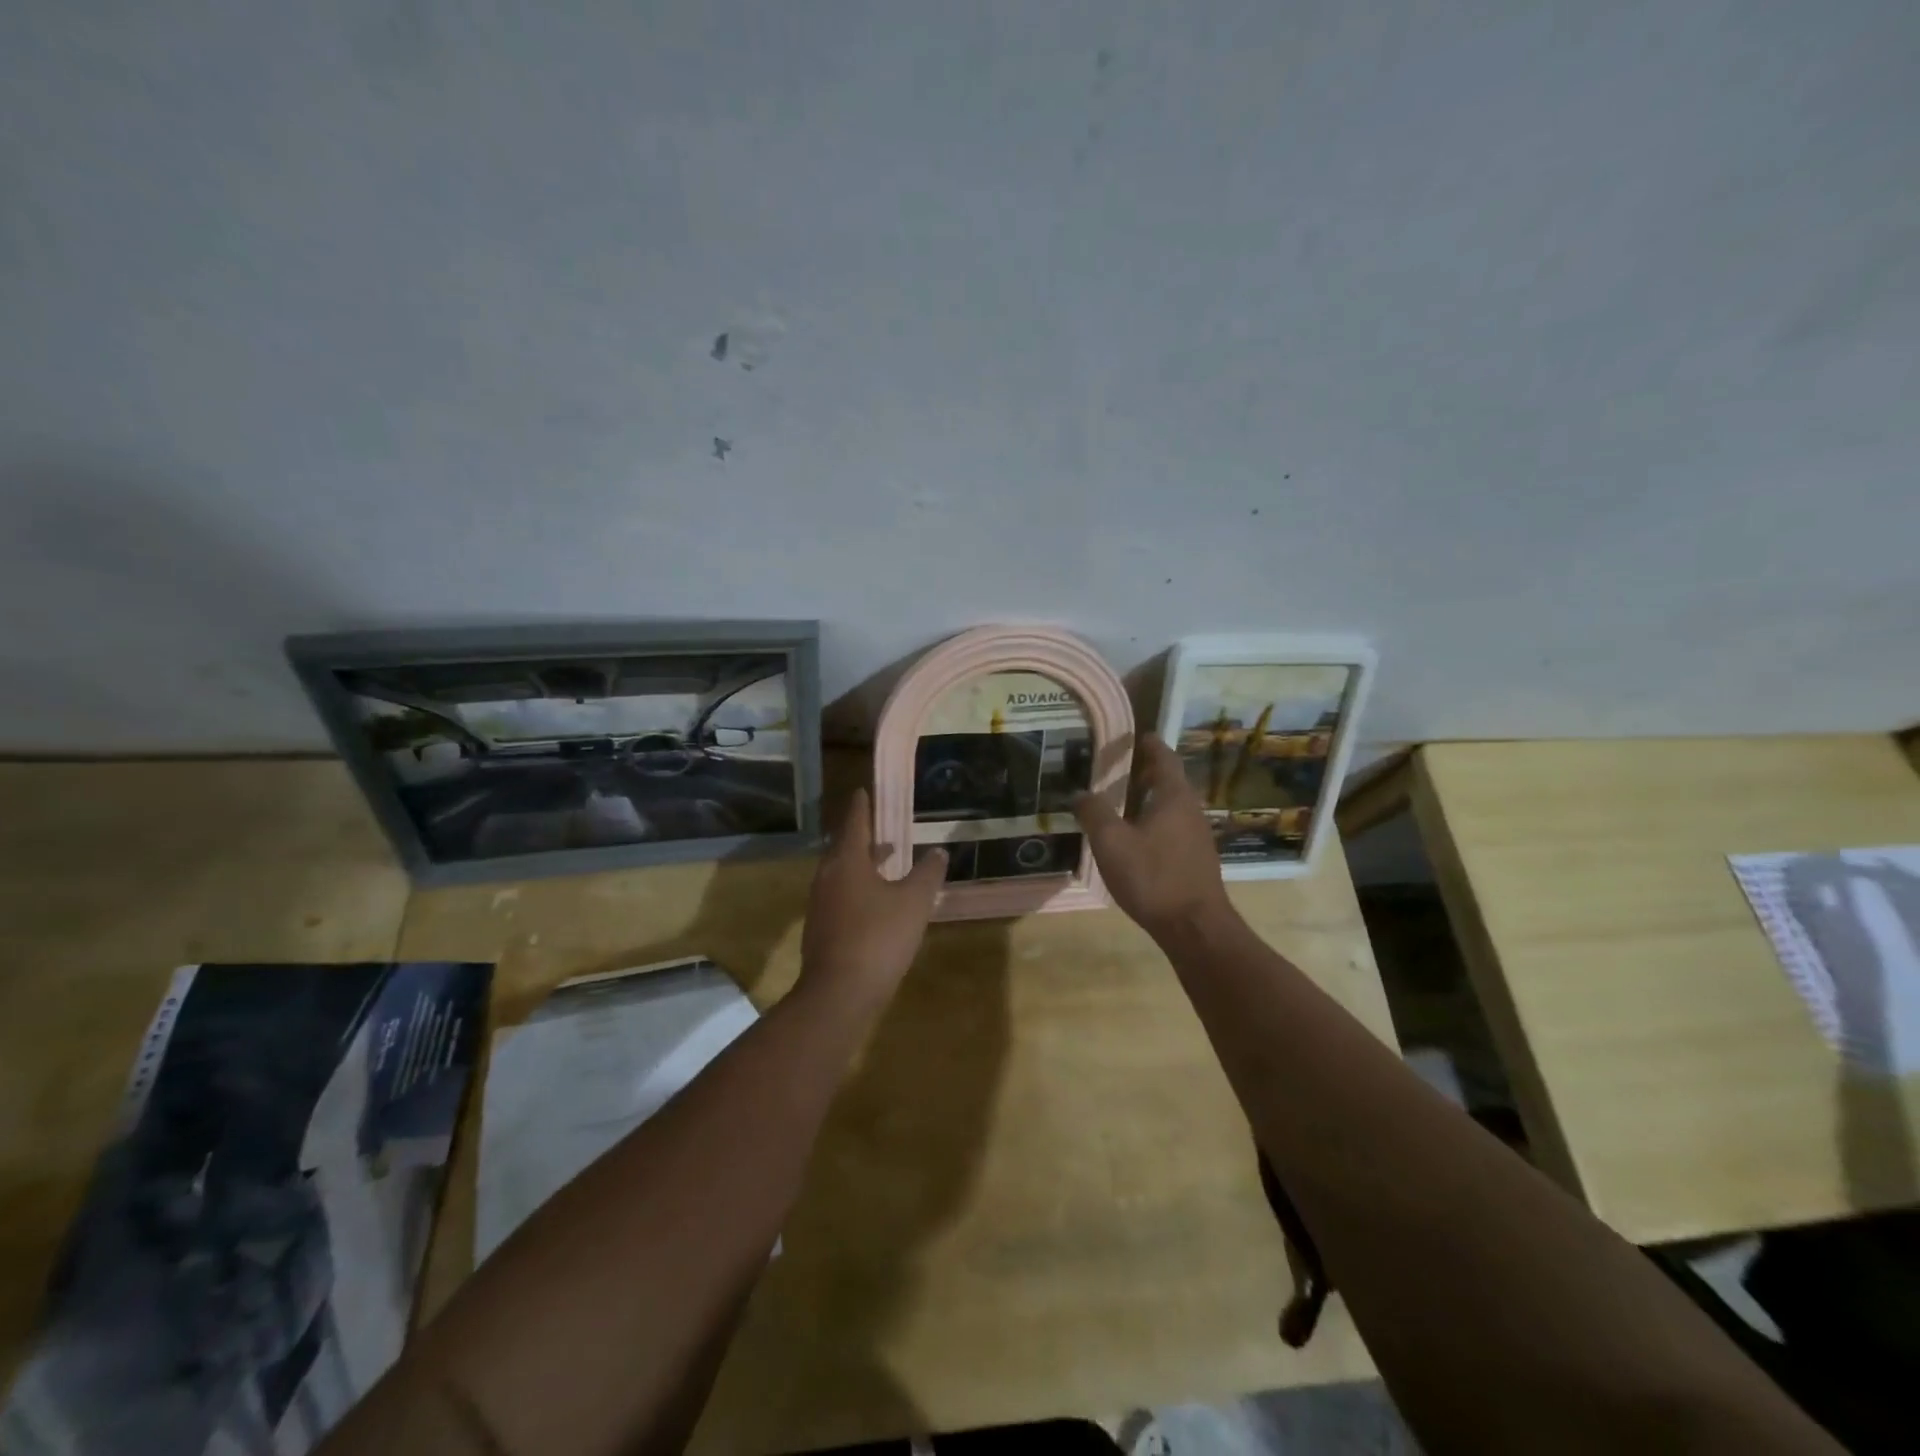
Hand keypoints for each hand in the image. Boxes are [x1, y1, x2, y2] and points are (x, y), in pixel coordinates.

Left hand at [800, 787, 946, 1012]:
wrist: (839, 993)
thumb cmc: (878, 937)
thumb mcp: (913, 902)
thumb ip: (927, 874)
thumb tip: (939, 852)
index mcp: (847, 861)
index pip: (854, 821)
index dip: (862, 805)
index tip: (864, 790)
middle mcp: (828, 875)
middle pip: (844, 846)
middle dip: (863, 834)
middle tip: (883, 824)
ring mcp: (820, 903)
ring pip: (842, 871)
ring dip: (863, 861)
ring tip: (887, 859)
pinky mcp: (821, 927)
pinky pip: (841, 893)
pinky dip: (858, 885)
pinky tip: (877, 900)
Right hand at [1074, 734, 1235, 942]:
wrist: (1194, 927)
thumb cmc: (1153, 876)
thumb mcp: (1111, 842)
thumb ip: (1093, 813)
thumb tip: (1079, 793)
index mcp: (1173, 796)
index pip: (1164, 757)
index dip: (1150, 744)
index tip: (1136, 735)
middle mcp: (1190, 810)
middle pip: (1169, 781)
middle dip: (1146, 771)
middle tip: (1119, 767)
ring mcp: (1197, 836)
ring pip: (1171, 806)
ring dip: (1150, 798)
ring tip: (1122, 801)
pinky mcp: (1196, 859)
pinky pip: (1173, 827)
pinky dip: (1155, 821)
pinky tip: (1136, 837)